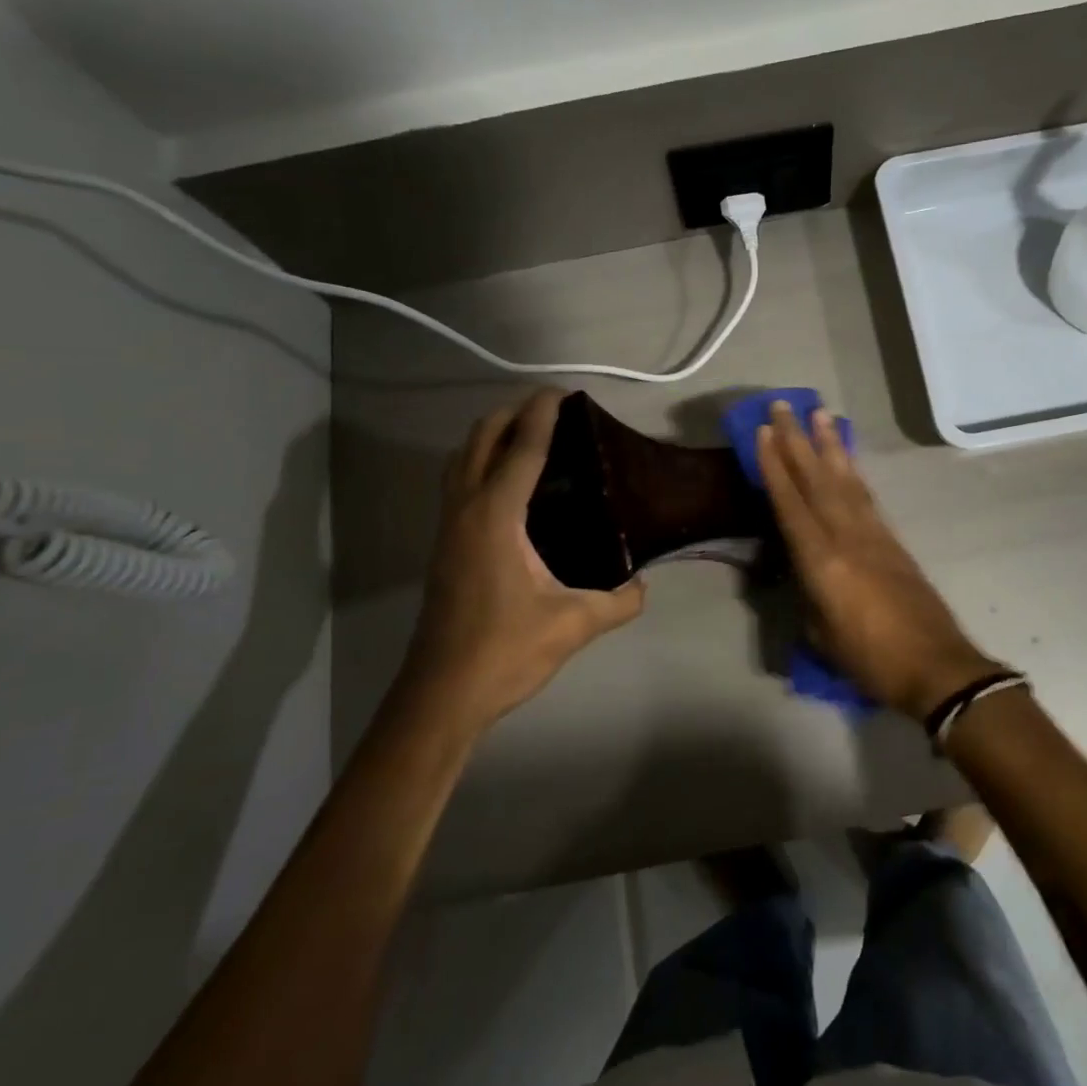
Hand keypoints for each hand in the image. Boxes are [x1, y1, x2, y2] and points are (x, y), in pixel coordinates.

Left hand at [408, 390, 645, 729]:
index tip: (562, 391)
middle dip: (511, 413)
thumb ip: (618, 602)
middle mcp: (466, 510)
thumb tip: (644, 586)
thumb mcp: (573, 625)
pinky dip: (479, 461)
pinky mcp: (444, 545)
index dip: (543, 414)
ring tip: (526, 433)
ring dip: (490, 434)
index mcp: (496, 517)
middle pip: (480, 439)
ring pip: (461, 458)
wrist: (442, 694)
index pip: (521, 448)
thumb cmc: (505, 651)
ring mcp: (448, 527)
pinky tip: (507, 483)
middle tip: (550, 408)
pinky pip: (458, 481)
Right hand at [756, 401, 998, 719]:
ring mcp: (873, 533)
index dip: (774, 465)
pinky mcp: (892, 540)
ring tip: (819, 415)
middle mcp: (846, 535)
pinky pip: (865, 495)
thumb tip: (805, 572)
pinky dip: (852, 472)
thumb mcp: (821, 634)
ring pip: (845, 479)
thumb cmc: (870, 660)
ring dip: (829, 445)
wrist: (936, 666)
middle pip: (816, 478)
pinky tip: (845, 460)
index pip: (790, 502)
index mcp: (822, 560)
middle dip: (797, 439)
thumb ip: (809, 594)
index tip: (764, 431)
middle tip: (785, 404)